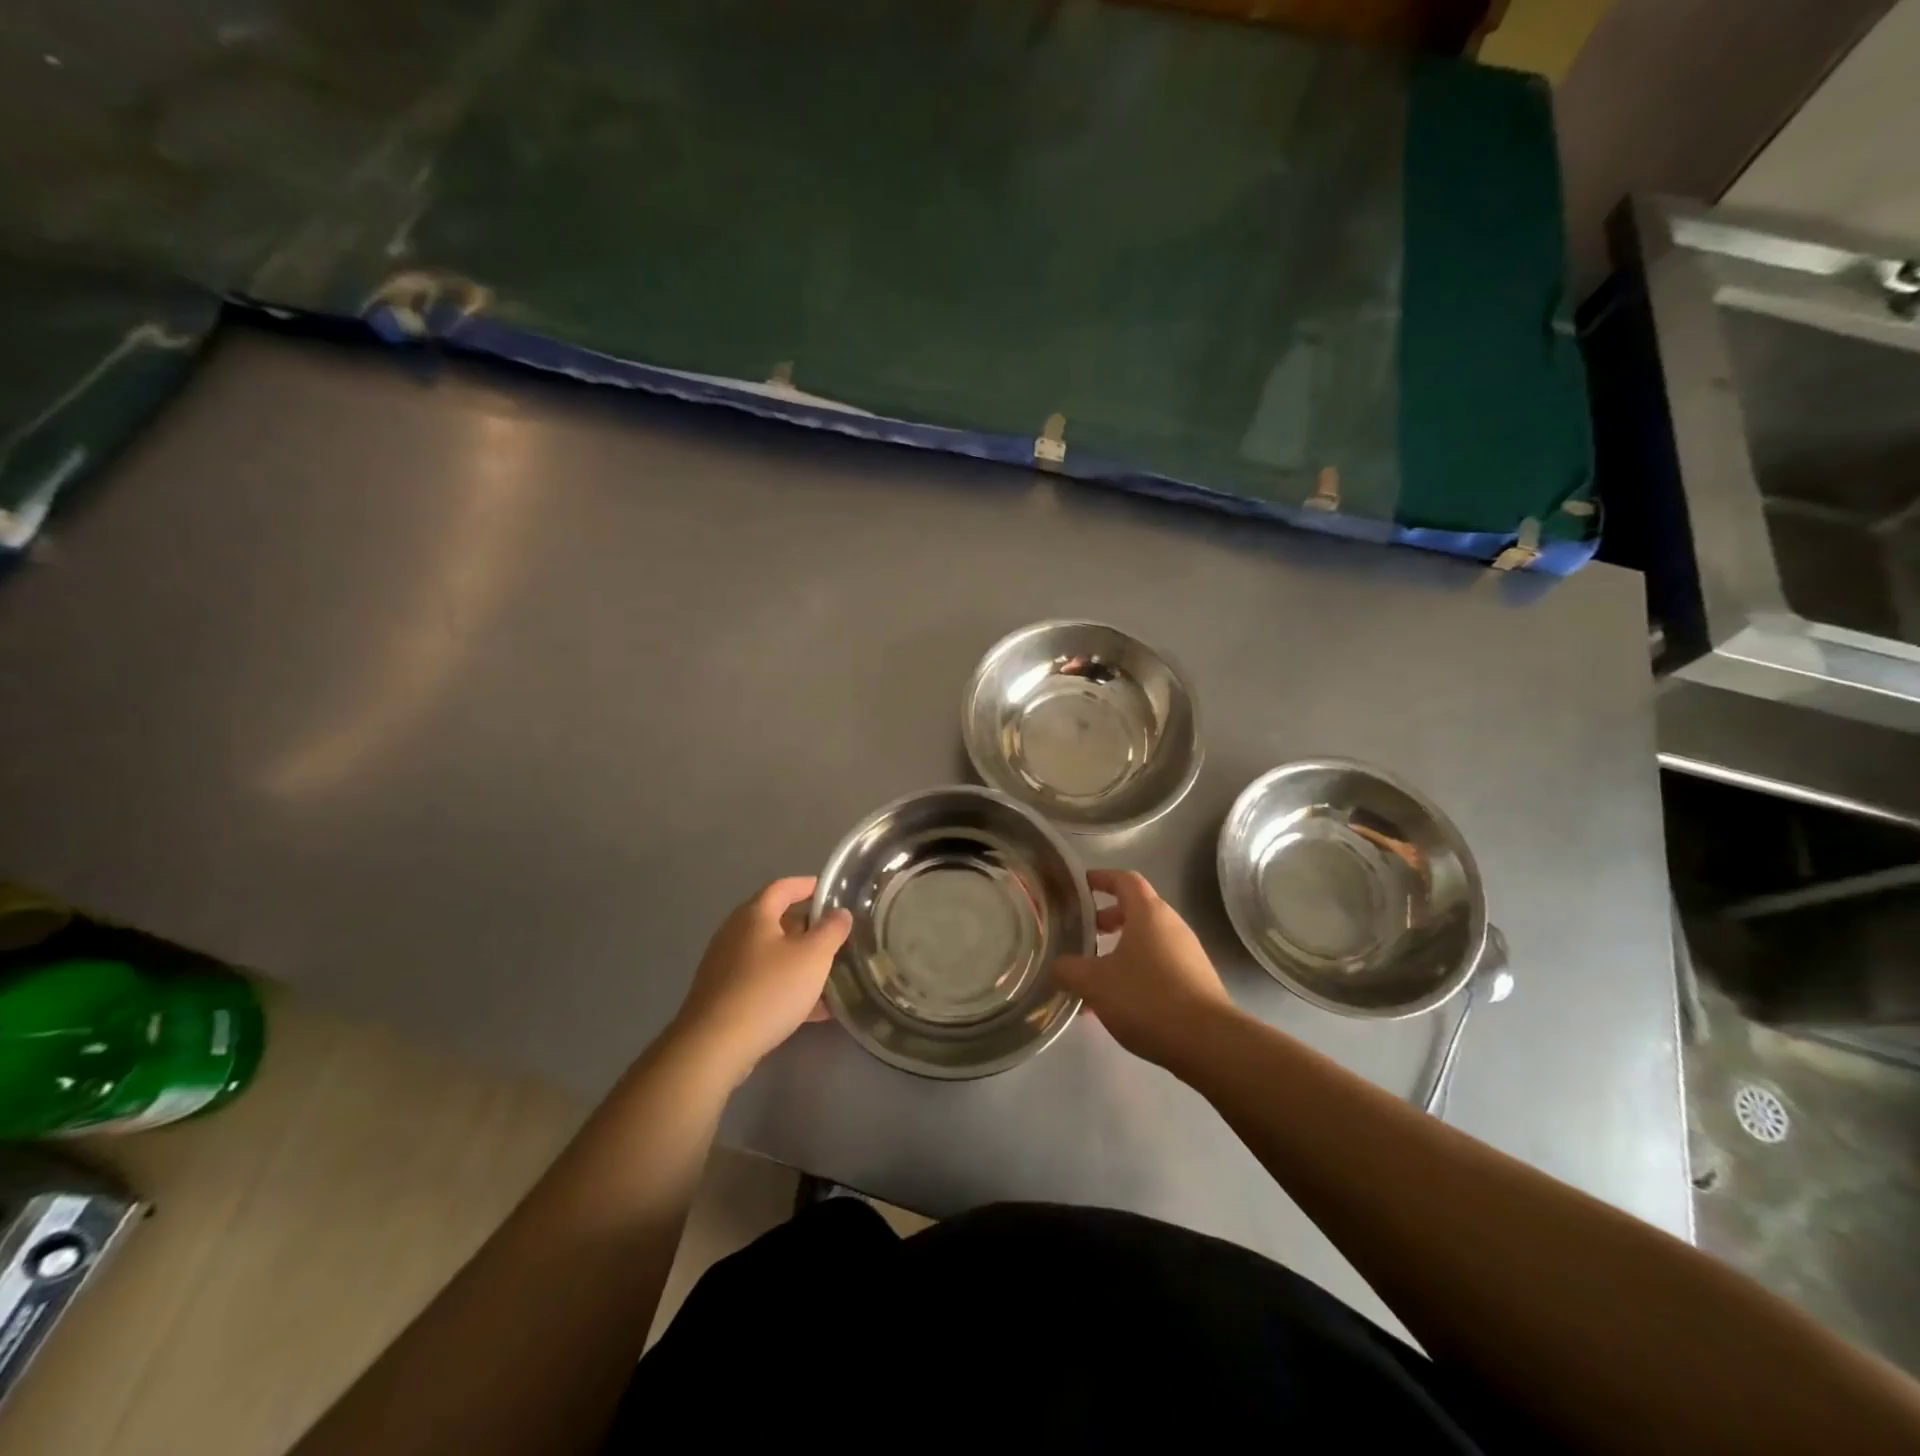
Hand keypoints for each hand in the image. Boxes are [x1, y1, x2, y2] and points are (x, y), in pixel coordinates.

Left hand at [670, 877, 851, 1087]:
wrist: (714, 1046)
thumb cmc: (768, 990)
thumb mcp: (813, 956)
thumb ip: (832, 930)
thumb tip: (840, 913)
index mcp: (754, 915)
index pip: (783, 887)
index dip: (807, 885)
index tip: (830, 891)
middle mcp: (735, 934)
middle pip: (776, 921)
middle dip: (808, 928)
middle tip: (836, 937)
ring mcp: (726, 967)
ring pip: (771, 956)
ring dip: (800, 962)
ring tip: (831, 974)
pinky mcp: (724, 997)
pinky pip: (763, 983)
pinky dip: (787, 988)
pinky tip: (814, 1010)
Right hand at [1054, 869, 1234, 1070]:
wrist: (1209, 1042)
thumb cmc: (1147, 998)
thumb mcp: (1095, 983)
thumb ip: (1068, 970)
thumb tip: (1056, 967)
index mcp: (1148, 913)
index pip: (1124, 879)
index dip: (1101, 878)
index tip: (1081, 885)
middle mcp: (1172, 925)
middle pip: (1137, 909)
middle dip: (1108, 919)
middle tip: (1085, 935)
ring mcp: (1188, 953)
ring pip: (1147, 941)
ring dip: (1121, 950)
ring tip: (1096, 977)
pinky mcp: (1197, 980)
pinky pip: (1160, 964)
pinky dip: (1137, 972)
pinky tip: (1119, 1003)